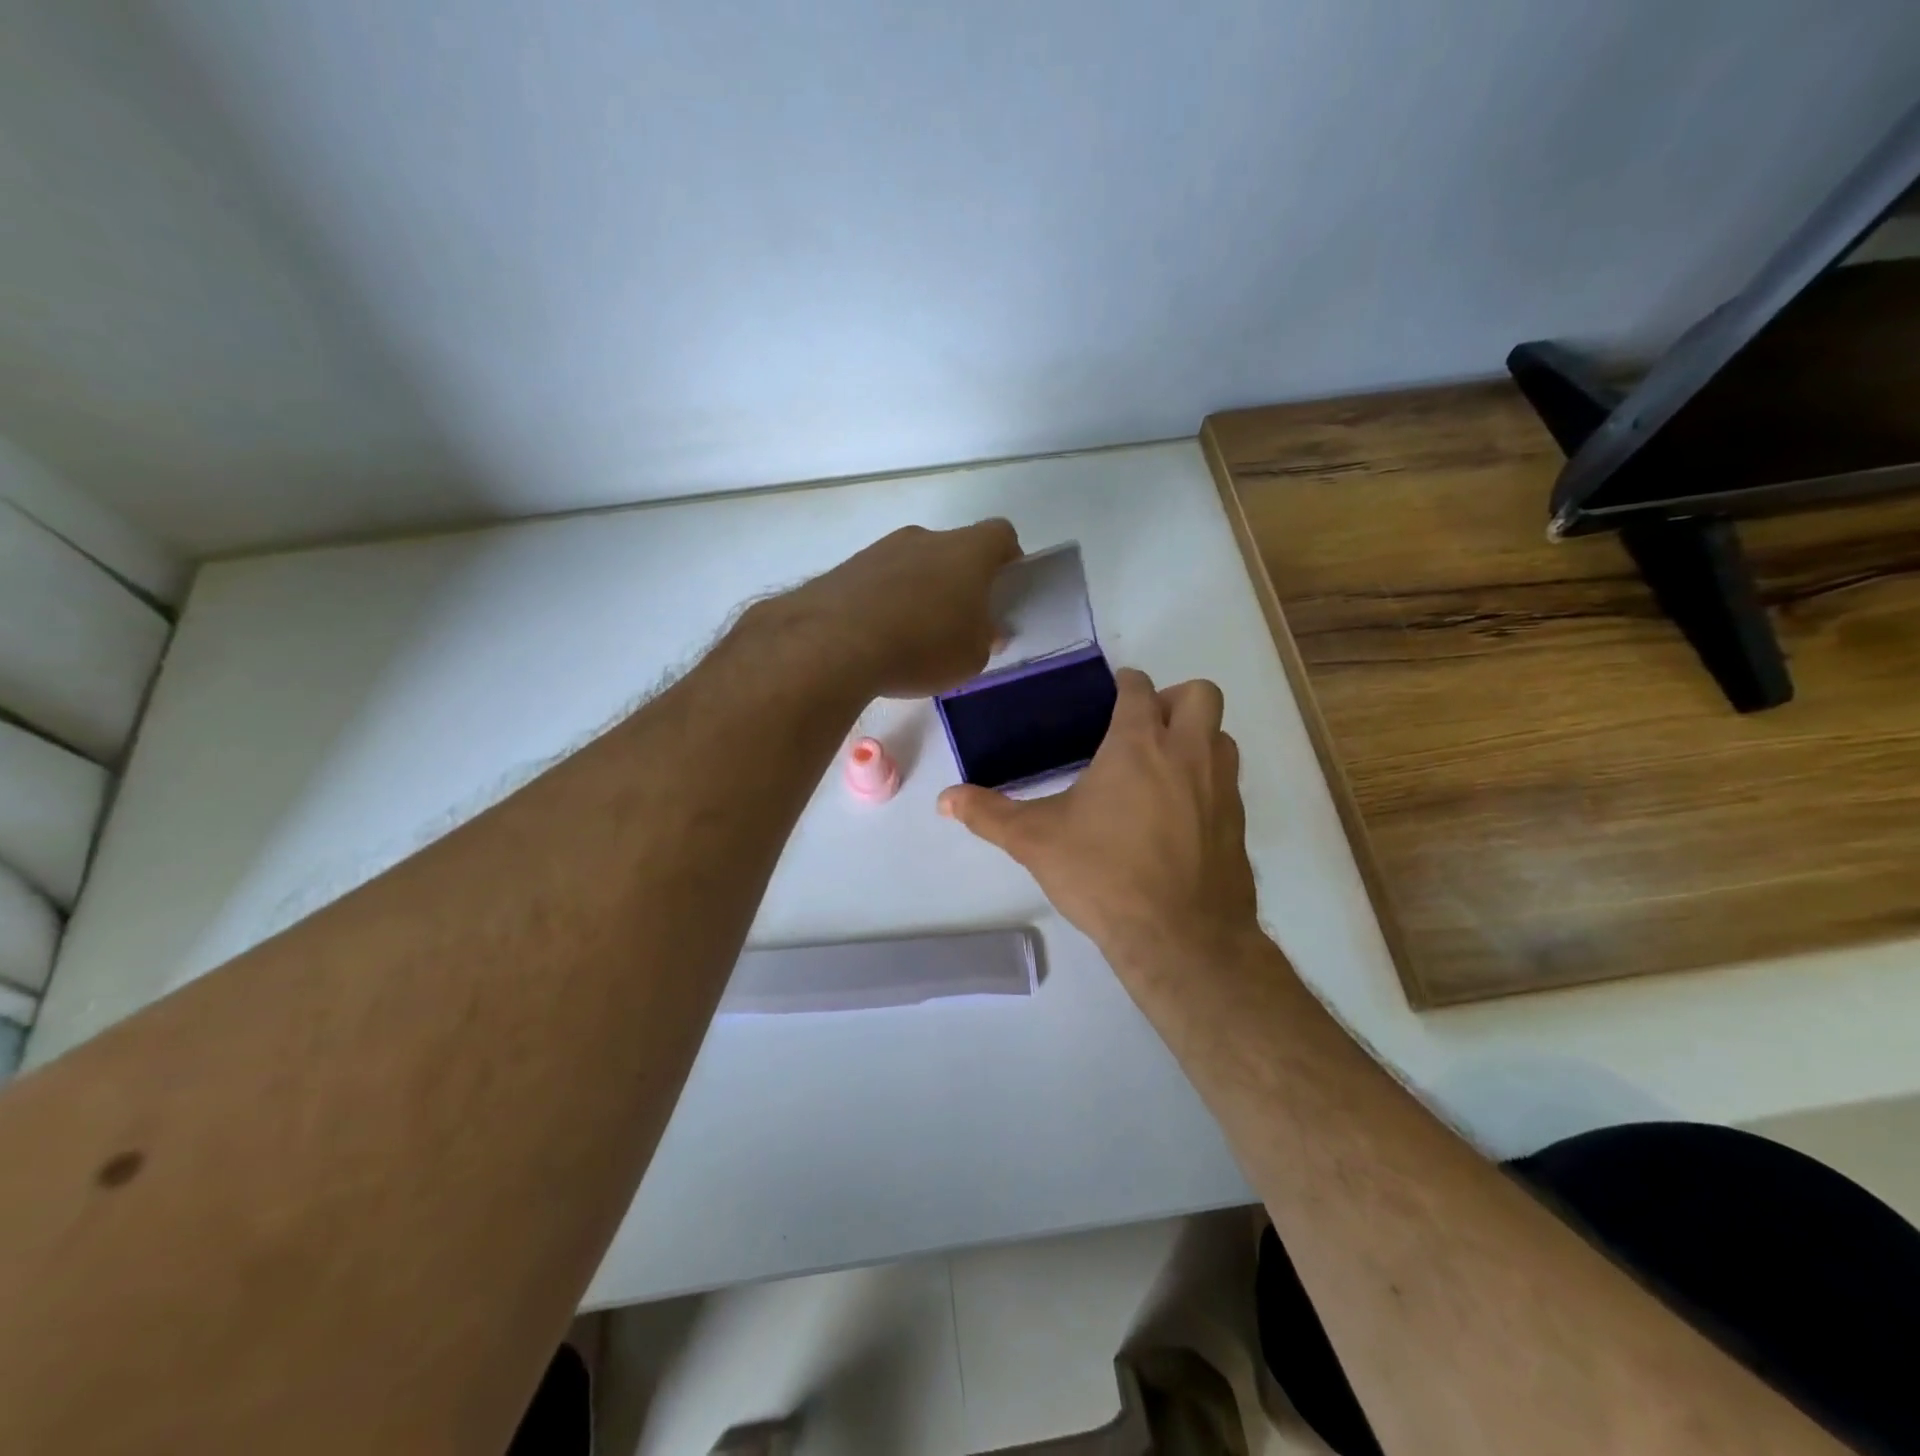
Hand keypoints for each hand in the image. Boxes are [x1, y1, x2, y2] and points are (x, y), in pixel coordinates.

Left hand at [781, 521, 1021, 697]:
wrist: (834, 643)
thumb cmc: (923, 646)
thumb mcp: (972, 657)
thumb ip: (985, 639)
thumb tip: (986, 630)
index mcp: (967, 551)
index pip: (1000, 535)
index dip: (1008, 559)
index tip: (1004, 590)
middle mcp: (925, 538)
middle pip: (953, 550)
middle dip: (958, 582)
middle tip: (956, 624)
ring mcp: (881, 549)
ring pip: (912, 565)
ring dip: (917, 592)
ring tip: (910, 639)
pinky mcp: (845, 568)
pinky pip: (878, 582)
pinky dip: (883, 603)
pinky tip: (876, 639)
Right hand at [938, 669, 1261, 983]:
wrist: (1181, 938)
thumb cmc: (1104, 875)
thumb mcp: (1035, 842)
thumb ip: (988, 814)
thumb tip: (944, 800)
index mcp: (1139, 744)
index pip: (1140, 689)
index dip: (1127, 684)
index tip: (1115, 693)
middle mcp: (1188, 754)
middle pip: (1200, 694)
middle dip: (1175, 698)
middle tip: (1144, 727)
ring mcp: (1221, 788)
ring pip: (1221, 736)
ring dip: (1197, 737)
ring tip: (1161, 767)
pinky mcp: (1237, 823)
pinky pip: (1228, 781)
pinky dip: (1207, 780)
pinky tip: (1178, 814)